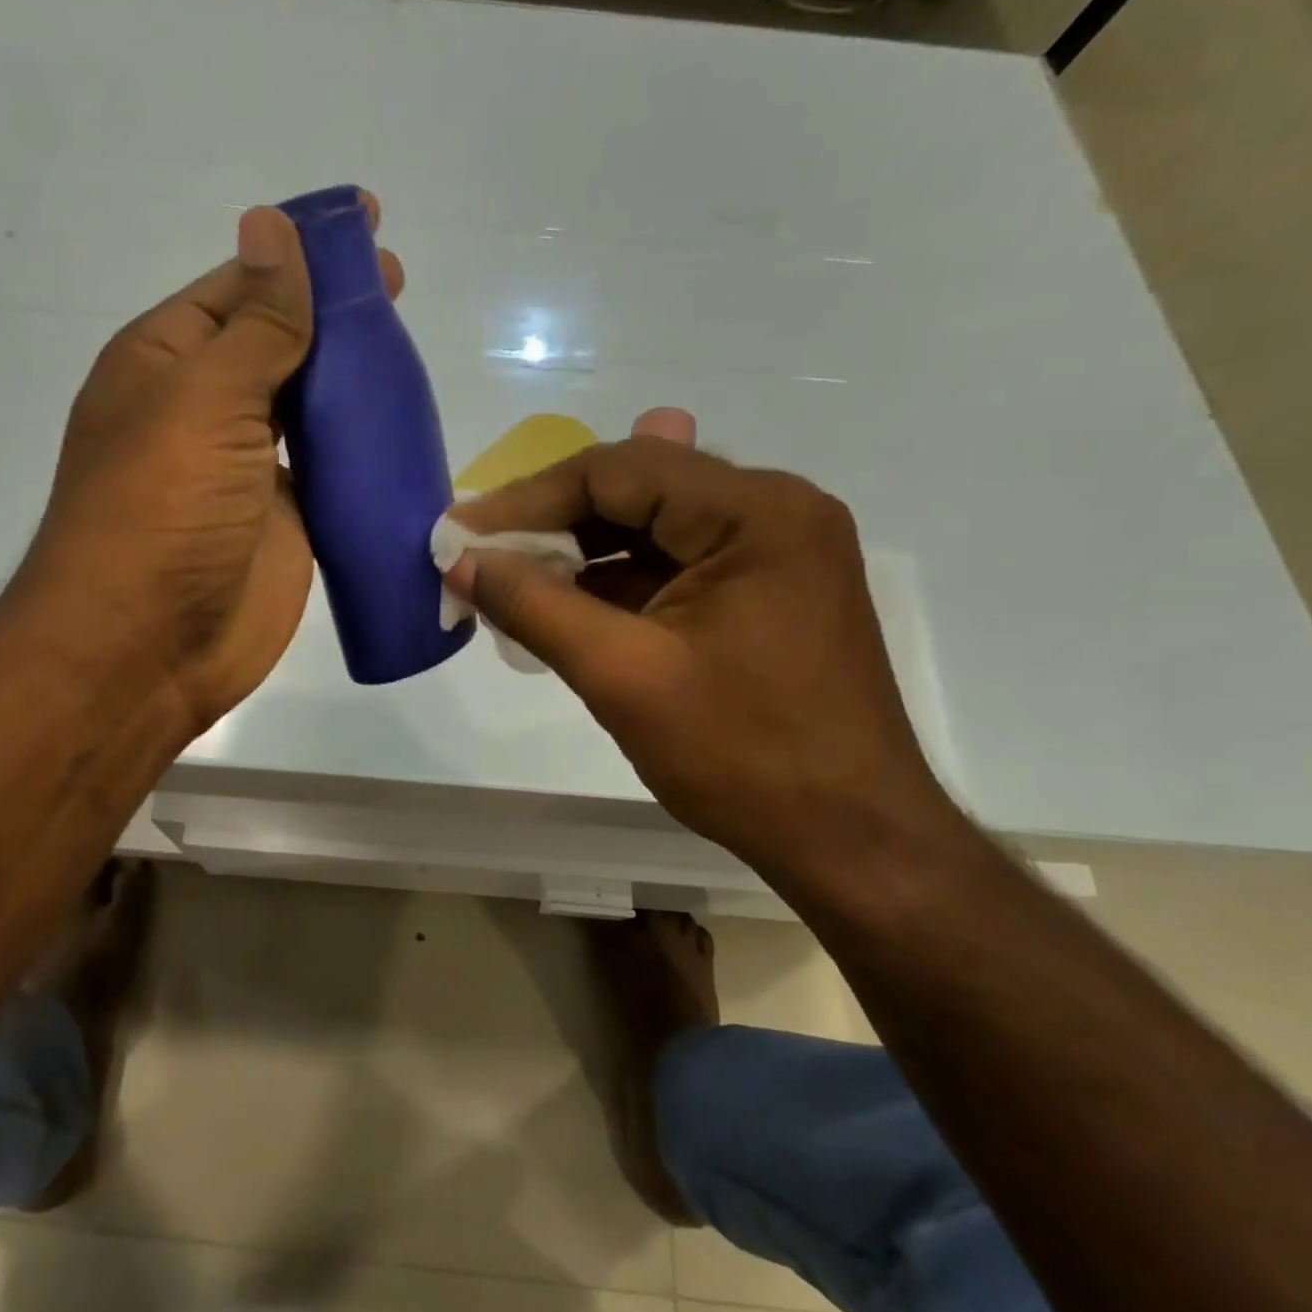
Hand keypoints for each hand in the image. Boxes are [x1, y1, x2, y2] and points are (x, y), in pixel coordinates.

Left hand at [13, 198, 404, 737]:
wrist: (148, 647)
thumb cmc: (162, 510)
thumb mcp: (205, 400)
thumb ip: (256, 324)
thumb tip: (270, 225)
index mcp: (169, 362)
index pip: (243, 285)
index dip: (300, 252)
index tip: (366, 223)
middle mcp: (206, 408)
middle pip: (280, 343)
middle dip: (334, 313)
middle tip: (399, 285)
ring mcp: (248, 469)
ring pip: (309, 407)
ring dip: (353, 381)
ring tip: (410, 351)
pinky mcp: (287, 521)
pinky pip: (329, 471)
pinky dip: (362, 449)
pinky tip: (405, 425)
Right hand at [442, 415, 960, 879]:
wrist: (850, 840)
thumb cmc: (742, 756)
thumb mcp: (622, 676)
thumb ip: (534, 606)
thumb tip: (461, 560)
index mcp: (755, 513)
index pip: (618, 471)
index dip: (528, 499)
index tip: (462, 532)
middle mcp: (771, 511)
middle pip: (635, 488)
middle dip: (550, 521)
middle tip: (479, 551)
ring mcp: (770, 551)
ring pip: (648, 527)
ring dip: (576, 552)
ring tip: (506, 577)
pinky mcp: (759, 591)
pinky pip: (669, 565)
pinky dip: (610, 582)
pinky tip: (560, 603)